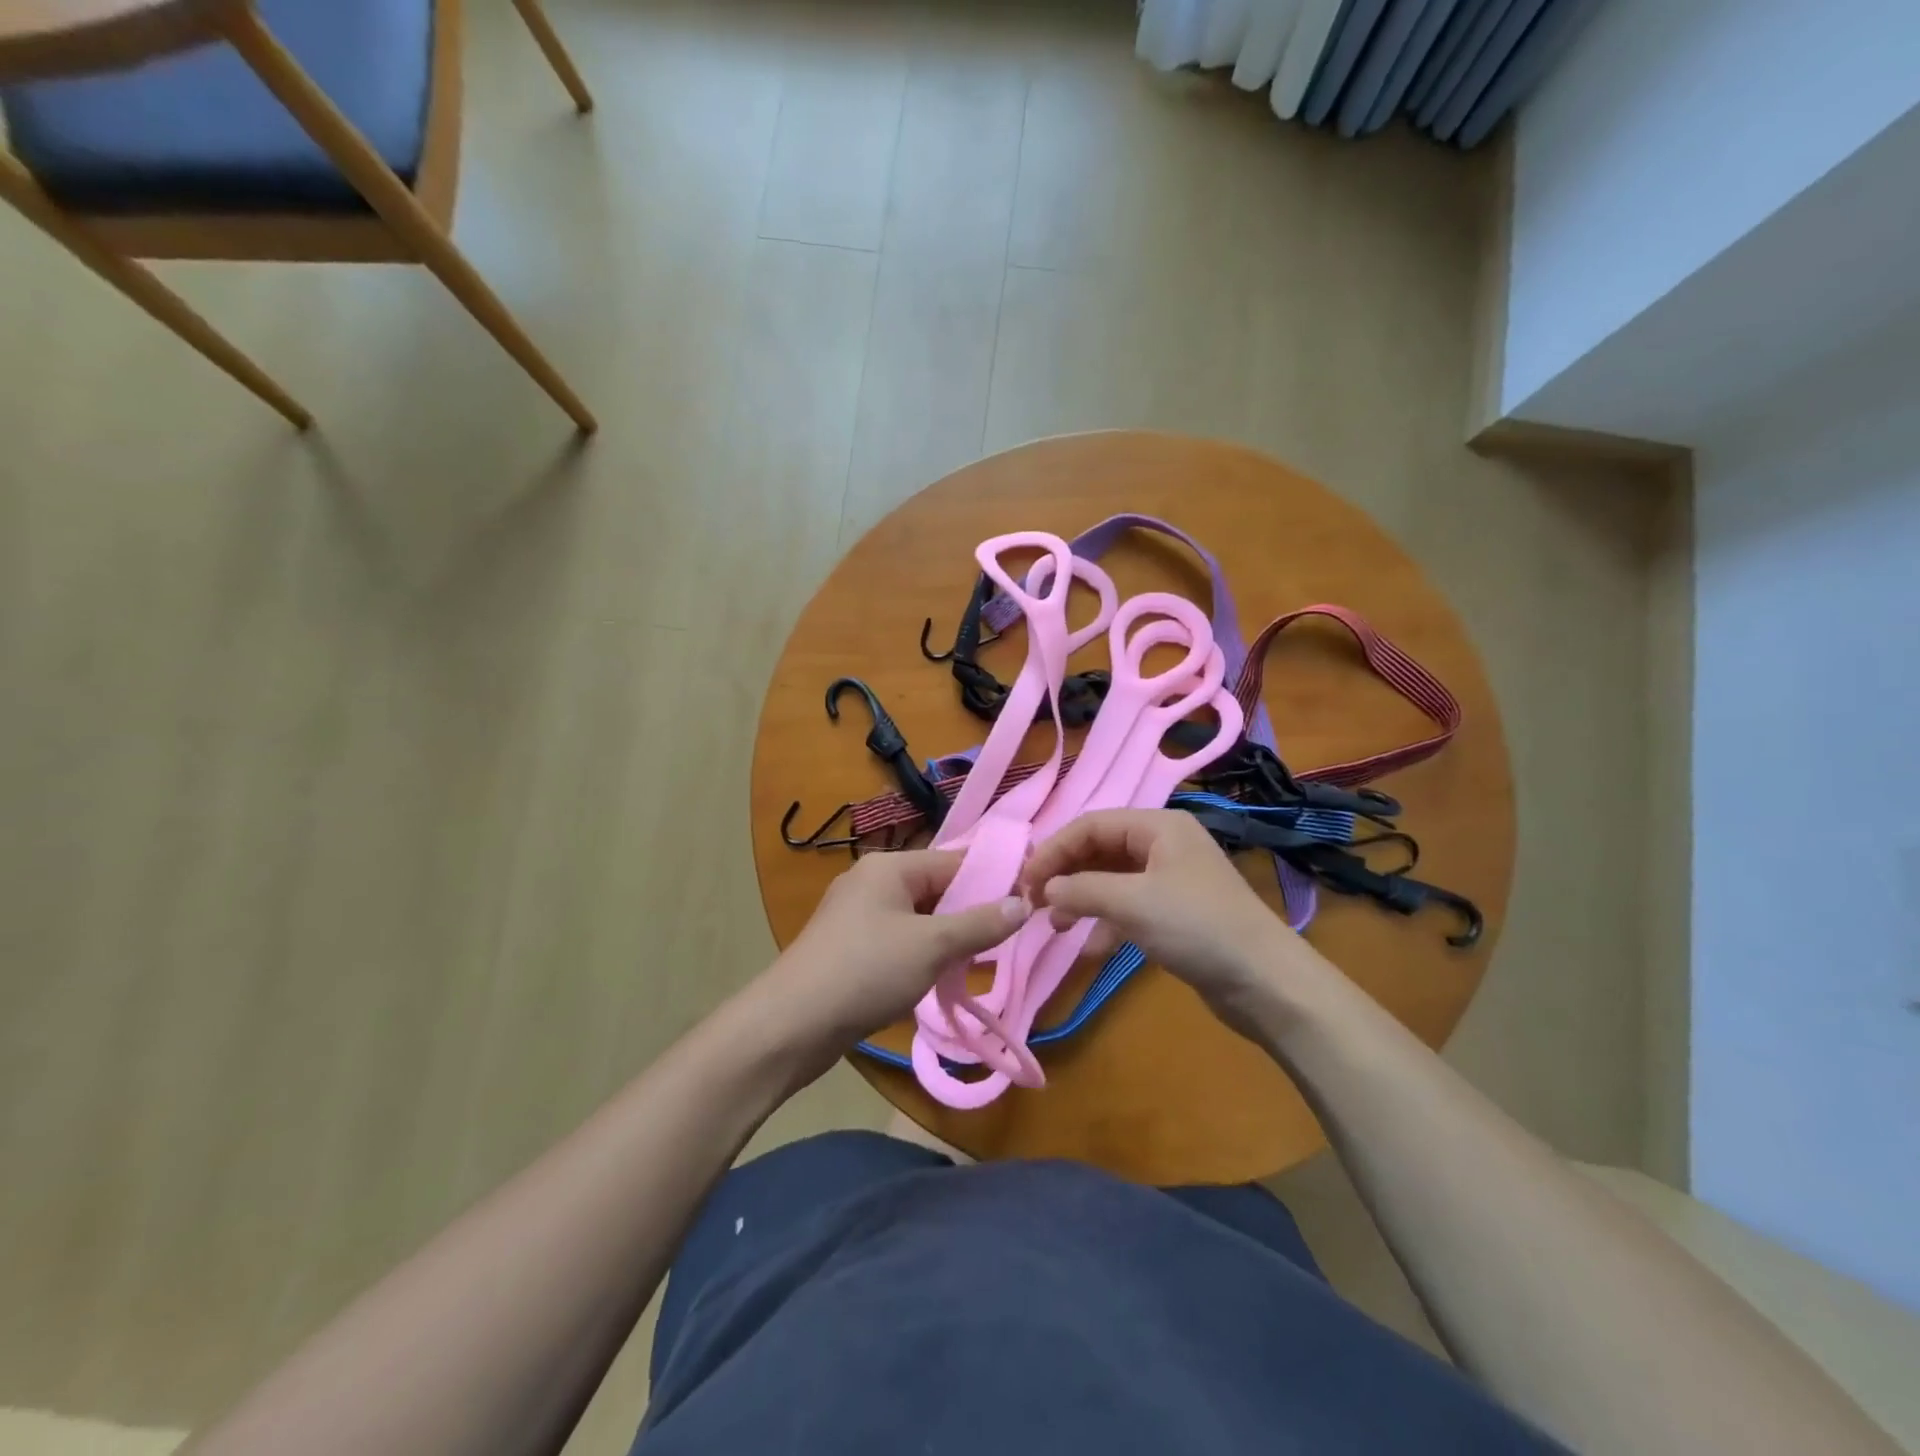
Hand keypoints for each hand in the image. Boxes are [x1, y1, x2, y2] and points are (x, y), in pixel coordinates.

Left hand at [758, 850, 1028, 1066]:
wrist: (791, 1025)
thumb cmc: (866, 971)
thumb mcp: (932, 945)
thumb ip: (980, 924)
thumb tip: (1023, 903)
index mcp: (889, 867)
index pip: (953, 861)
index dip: (991, 880)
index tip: (1028, 902)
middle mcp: (872, 882)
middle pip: (935, 889)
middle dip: (970, 913)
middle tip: (1008, 939)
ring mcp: (857, 916)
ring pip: (919, 918)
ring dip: (948, 938)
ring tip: (980, 961)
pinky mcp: (850, 948)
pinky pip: (899, 940)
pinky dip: (923, 954)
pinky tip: (940, 978)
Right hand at [1020, 809, 1329, 1032]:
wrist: (1265, 982)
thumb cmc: (1197, 928)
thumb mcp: (1132, 902)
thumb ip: (1081, 889)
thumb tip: (1044, 889)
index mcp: (1158, 826)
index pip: (1090, 825)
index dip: (1054, 850)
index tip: (1025, 883)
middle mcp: (1164, 844)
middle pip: (1099, 849)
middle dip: (1066, 874)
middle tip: (1035, 904)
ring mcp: (1171, 879)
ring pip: (1111, 879)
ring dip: (1081, 899)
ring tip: (1058, 926)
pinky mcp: (1176, 913)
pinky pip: (1128, 906)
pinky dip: (1106, 922)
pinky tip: (1090, 947)